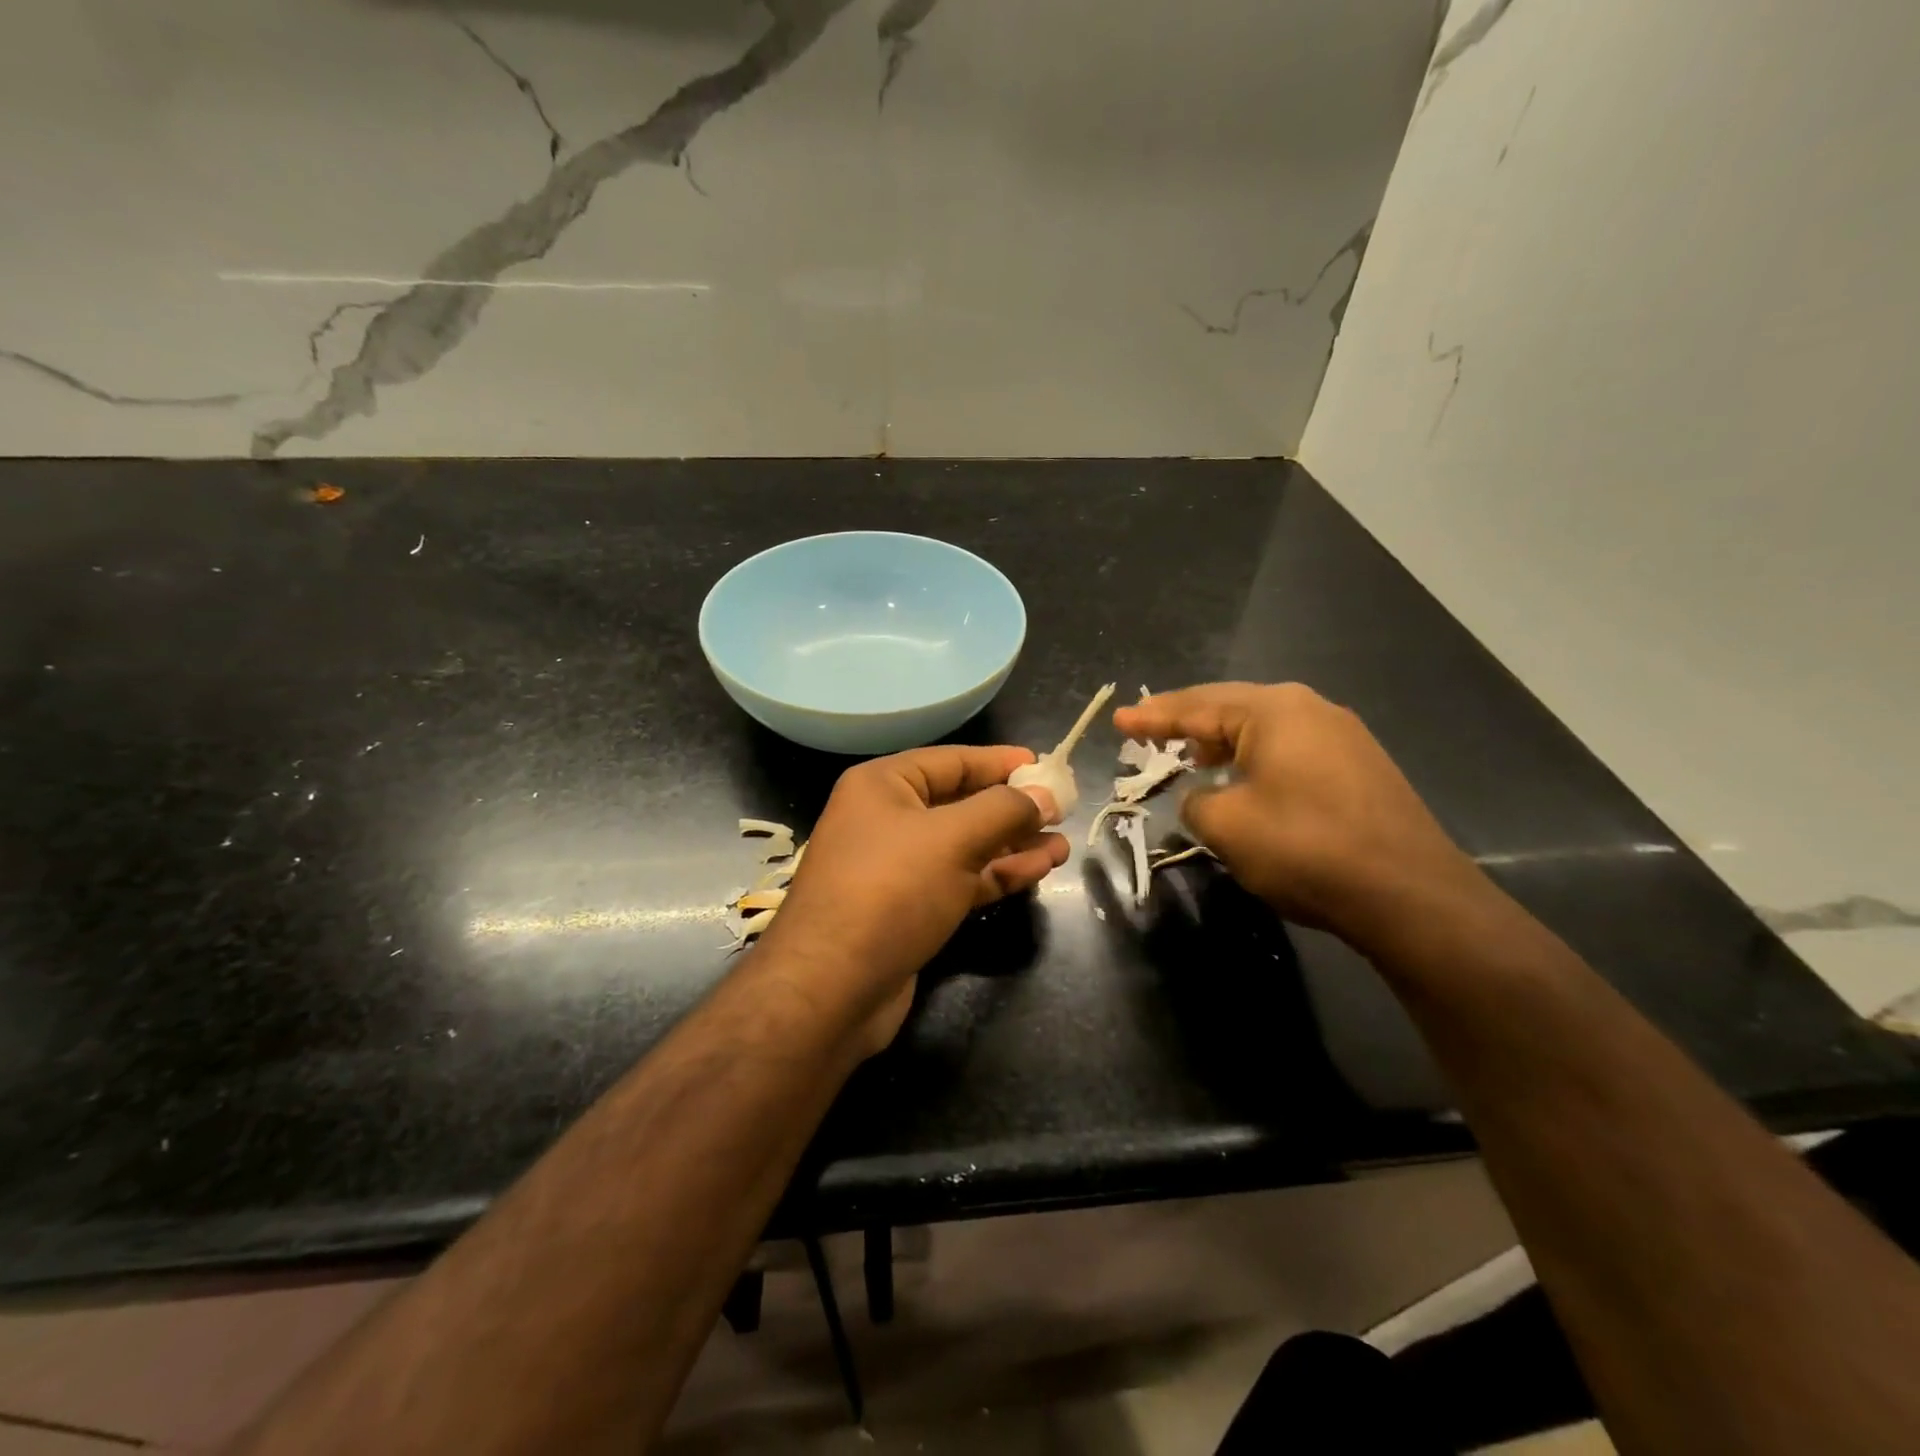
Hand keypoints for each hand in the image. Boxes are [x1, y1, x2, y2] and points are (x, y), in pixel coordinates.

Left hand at [756, 745, 1069, 1055]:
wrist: (831, 988)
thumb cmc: (890, 891)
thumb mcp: (952, 839)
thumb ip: (1004, 810)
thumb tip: (1045, 794)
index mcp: (883, 786)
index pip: (952, 761)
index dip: (1000, 762)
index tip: (1045, 765)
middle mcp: (886, 819)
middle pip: (961, 803)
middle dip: (1012, 808)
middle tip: (1063, 810)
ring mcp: (897, 867)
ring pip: (965, 845)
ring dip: (1012, 844)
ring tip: (1061, 845)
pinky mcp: (909, 908)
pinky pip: (960, 879)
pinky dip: (997, 874)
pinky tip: (1038, 869)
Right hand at [1114, 683, 1487, 951]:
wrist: (1410, 895)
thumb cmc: (1307, 849)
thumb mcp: (1227, 826)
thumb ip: (1196, 801)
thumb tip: (1202, 796)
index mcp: (1274, 711)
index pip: (1197, 706)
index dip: (1153, 717)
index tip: (1119, 719)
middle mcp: (1310, 709)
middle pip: (1231, 707)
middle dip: (1186, 721)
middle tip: (1147, 730)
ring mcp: (1342, 736)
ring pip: (1263, 728)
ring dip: (1221, 741)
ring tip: (1190, 755)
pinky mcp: (1359, 766)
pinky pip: (1289, 748)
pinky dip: (1254, 757)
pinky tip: (1243, 778)